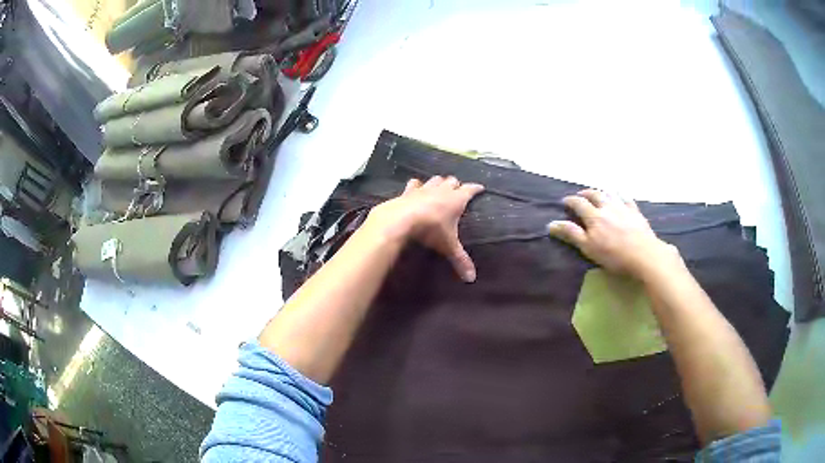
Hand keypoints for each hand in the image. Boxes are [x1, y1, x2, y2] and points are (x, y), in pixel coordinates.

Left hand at [368, 176, 484, 281]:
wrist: (400, 220)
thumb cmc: (430, 230)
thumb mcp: (448, 247)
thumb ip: (460, 260)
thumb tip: (472, 279)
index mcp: (456, 200)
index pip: (470, 190)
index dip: (476, 188)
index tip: (481, 188)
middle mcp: (442, 190)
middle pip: (452, 181)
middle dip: (456, 185)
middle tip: (458, 190)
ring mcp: (424, 189)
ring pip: (435, 180)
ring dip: (439, 182)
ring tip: (441, 186)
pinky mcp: (408, 191)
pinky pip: (414, 183)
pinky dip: (417, 185)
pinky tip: (416, 188)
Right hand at [548, 189, 679, 278]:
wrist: (643, 254)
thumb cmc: (614, 255)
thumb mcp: (588, 247)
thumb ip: (571, 234)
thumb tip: (551, 223)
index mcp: (594, 216)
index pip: (578, 204)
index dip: (570, 201)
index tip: (564, 201)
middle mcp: (607, 207)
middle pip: (594, 195)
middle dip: (585, 193)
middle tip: (580, 195)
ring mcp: (623, 207)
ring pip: (610, 194)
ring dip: (602, 191)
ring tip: (598, 193)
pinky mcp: (635, 212)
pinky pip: (627, 198)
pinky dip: (620, 195)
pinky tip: (620, 194)